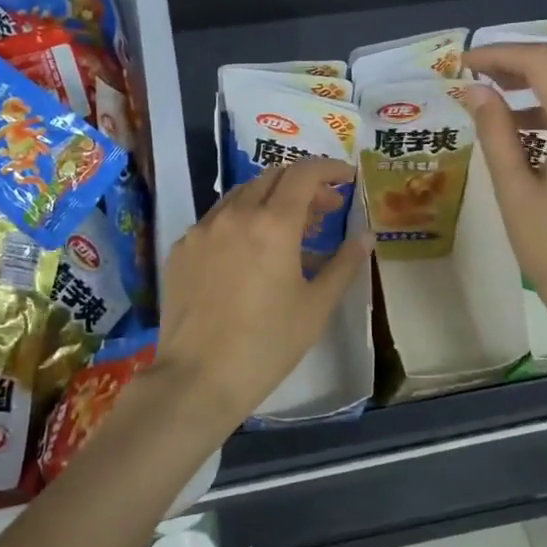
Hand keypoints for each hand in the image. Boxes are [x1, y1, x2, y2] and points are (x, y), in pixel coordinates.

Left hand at [154, 158, 370, 437]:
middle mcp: (234, 214)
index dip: (329, 169)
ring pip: (241, 195)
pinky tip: (249, 251)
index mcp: (273, 224)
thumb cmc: (267, 345)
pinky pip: (216, 220)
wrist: (197, 378)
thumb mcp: (315, 307)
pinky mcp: (181, 249)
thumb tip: (365, 237)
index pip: (304, 173)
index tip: (347, 178)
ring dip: (271, 200)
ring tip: (290, 229)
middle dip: (303, 185)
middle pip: (272, 178)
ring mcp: (202, 229)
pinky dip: (241, 221)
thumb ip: (343, 265)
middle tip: (326, 209)